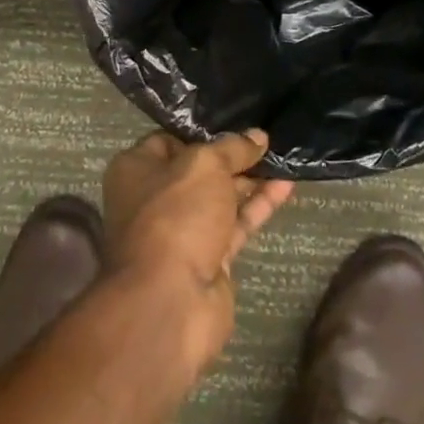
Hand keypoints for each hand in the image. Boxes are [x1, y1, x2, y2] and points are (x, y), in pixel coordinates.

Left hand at [101, 130, 294, 374]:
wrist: (170, 302)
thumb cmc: (175, 216)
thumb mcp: (205, 166)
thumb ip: (233, 148)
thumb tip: (257, 136)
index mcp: (136, 169)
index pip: (170, 140)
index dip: (202, 131)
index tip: (236, 121)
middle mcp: (155, 198)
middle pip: (198, 170)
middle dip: (232, 156)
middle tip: (267, 139)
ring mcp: (182, 231)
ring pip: (220, 198)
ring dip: (250, 180)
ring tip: (284, 158)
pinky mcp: (209, 258)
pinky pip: (237, 223)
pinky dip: (259, 205)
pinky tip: (286, 186)